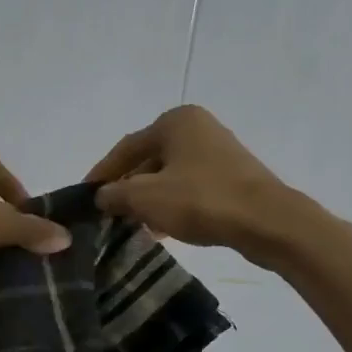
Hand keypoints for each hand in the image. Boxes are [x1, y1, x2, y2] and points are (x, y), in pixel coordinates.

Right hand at [84, 105, 311, 256]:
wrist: (267, 221)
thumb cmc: (201, 200)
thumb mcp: (145, 198)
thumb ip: (115, 194)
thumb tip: (101, 196)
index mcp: (175, 122)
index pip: (125, 148)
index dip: (101, 174)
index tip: (84, 196)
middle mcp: (197, 128)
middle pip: (148, 160)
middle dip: (126, 188)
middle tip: (107, 213)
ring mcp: (217, 152)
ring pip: (168, 176)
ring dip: (148, 200)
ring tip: (131, 225)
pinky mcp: (231, 177)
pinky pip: (189, 188)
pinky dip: (171, 205)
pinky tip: (160, 229)